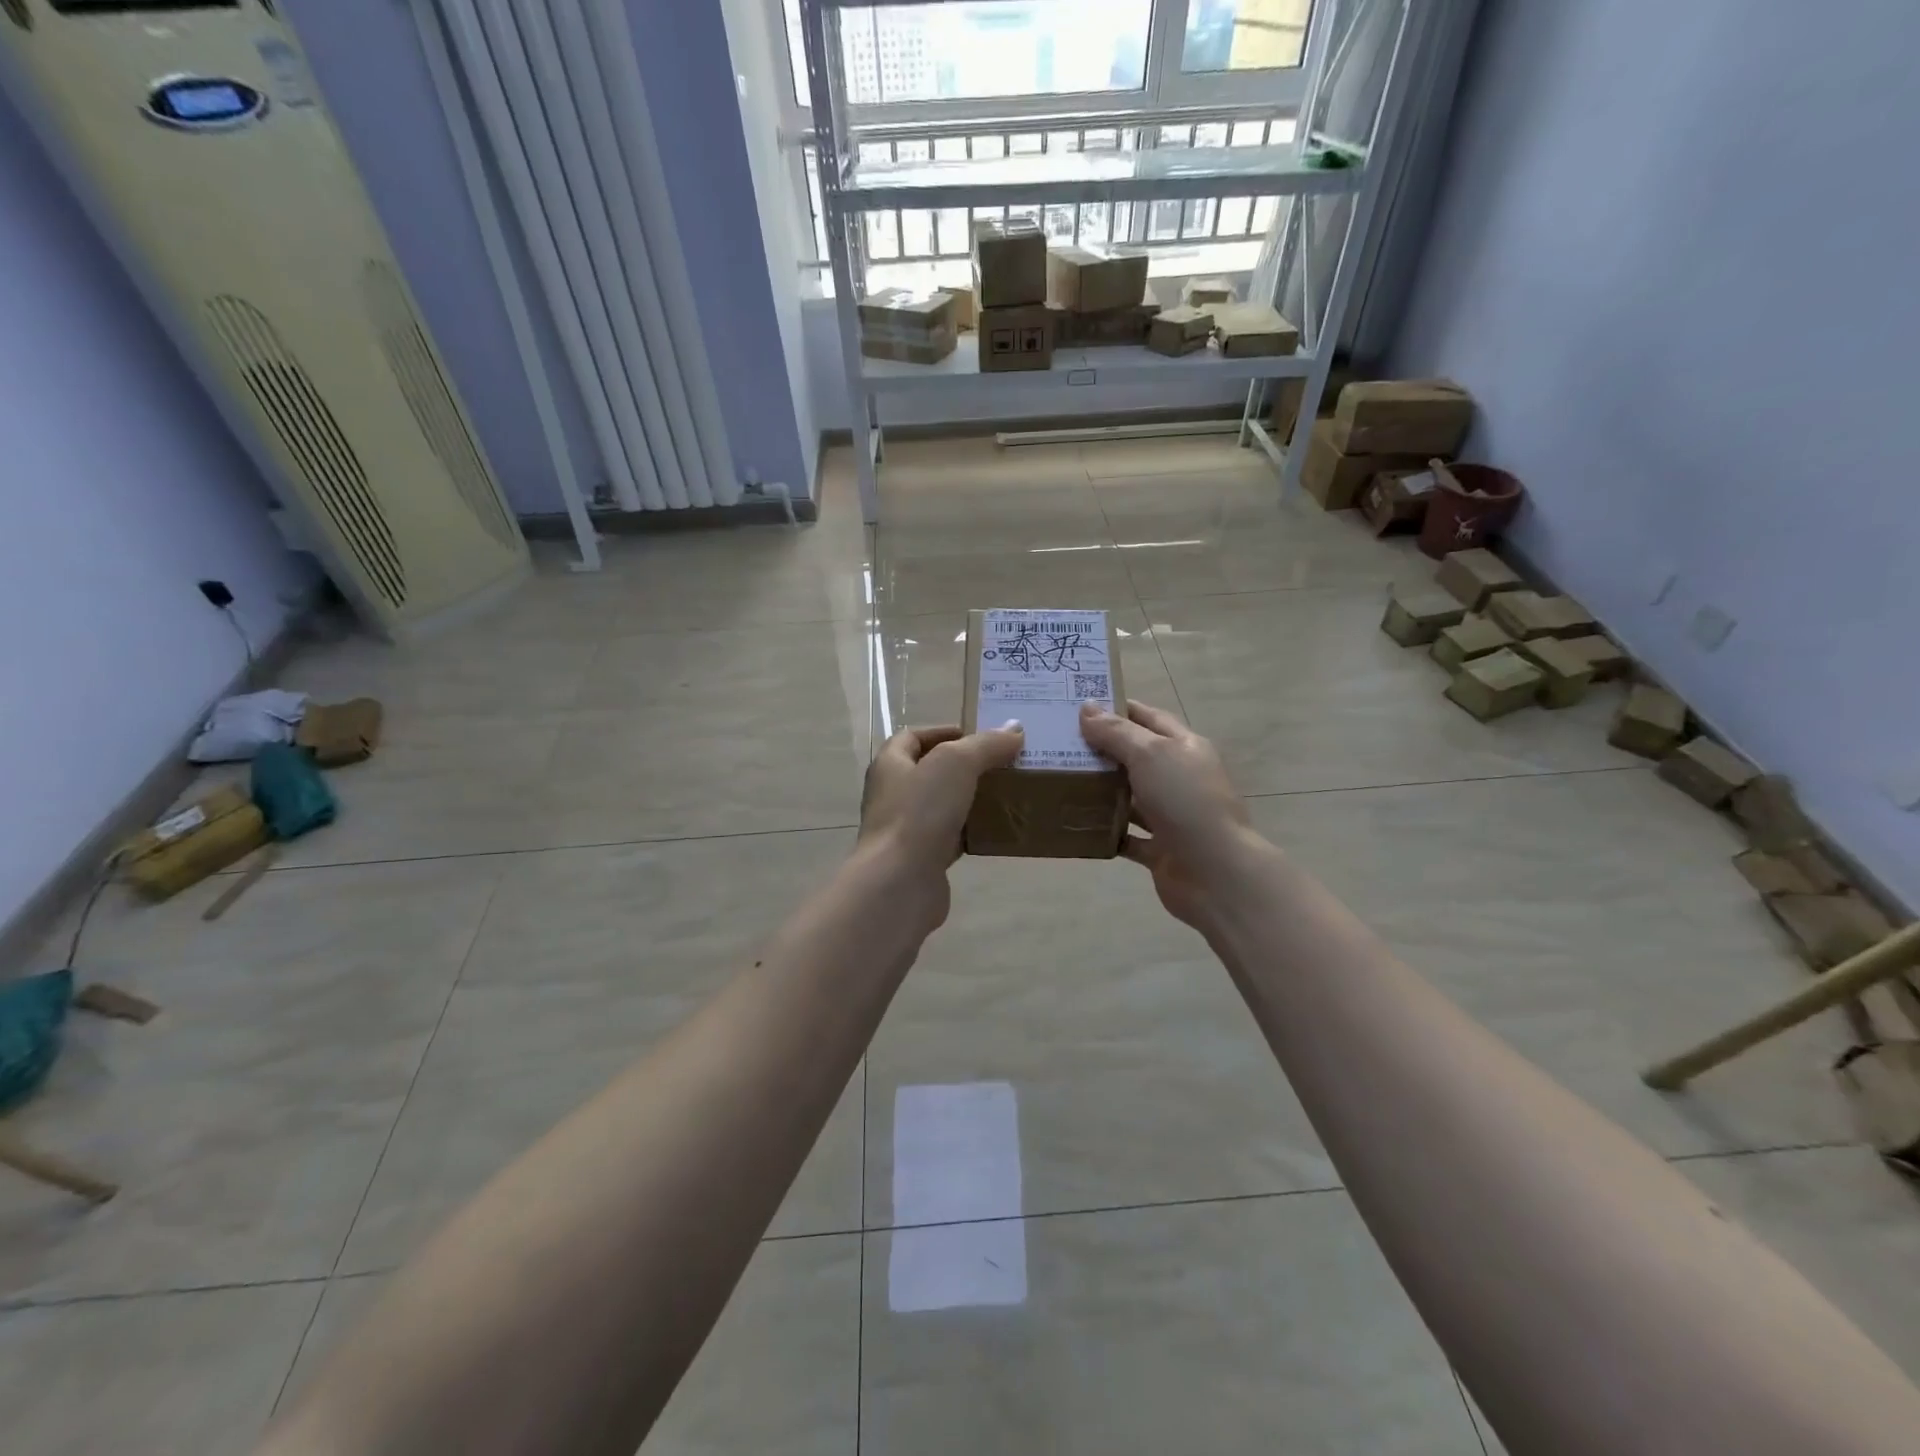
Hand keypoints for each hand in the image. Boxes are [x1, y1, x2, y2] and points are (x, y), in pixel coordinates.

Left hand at [856, 723, 1024, 926]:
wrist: (900, 883)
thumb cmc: (919, 812)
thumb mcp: (956, 764)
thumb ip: (985, 744)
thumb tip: (1014, 729)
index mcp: (890, 765)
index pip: (912, 737)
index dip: (943, 731)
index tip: (979, 735)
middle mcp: (893, 794)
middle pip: (930, 771)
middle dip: (965, 766)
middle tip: (1002, 764)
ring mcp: (905, 829)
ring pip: (943, 806)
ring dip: (971, 799)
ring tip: (1006, 794)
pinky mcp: (922, 859)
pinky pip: (951, 838)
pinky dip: (972, 832)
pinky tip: (997, 831)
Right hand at [1079, 699, 1272, 931]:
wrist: (1215, 872)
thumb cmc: (1185, 801)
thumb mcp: (1150, 755)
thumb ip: (1117, 733)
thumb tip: (1086, 708)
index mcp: (1184, 747)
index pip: (1148, 718)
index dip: (1117, 709)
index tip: (1078, 706)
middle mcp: (1178, 778)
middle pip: (1136, 757)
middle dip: (1101, 750)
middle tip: (1058, 743)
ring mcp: (1170, 815)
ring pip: (1129, 797)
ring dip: (1100, 791)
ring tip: (1059, 781)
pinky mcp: (1159, 849)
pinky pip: (1126, 836)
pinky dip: (1105, 831)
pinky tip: (1075, 823)